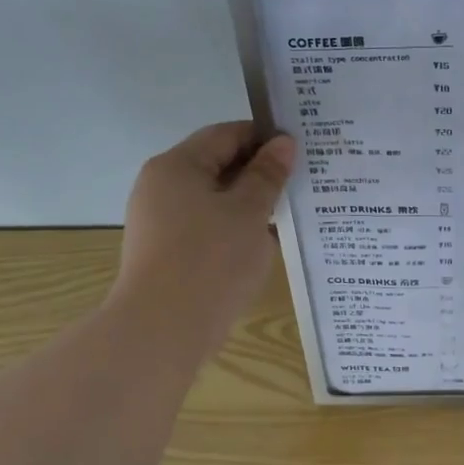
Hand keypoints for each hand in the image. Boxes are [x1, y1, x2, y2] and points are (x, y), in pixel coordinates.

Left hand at [109, 120, 294, 357]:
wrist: (163, 330)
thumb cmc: (211, 260)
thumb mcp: (249, 212)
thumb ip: (267, 175)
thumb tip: (283, 143)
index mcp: (177, 166)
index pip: (225, 134)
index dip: (265, 137)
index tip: (301, 149)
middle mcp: (162, 187)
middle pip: (217, 165)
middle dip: (260, 172)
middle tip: (303, 181)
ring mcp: (161, 222)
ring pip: (214, 200)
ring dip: (250, 204)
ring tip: (290, 213)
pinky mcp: (167, 252)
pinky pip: (207, 228)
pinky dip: (235, 229)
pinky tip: (264, 243)